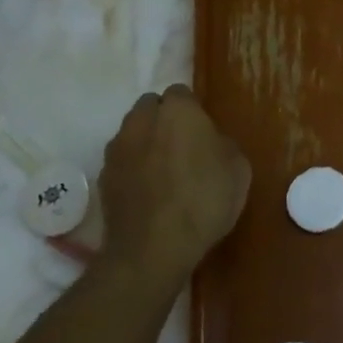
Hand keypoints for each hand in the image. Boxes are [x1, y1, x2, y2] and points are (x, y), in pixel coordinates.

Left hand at [98, 85, 250, 285]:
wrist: (153, 249)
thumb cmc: (204, 201)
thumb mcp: (239, 170)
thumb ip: (223, 145)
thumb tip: (211, 143)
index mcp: (178, 111)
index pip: (181, 93)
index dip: (193, 110)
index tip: (203, 132)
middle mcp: (142, 121)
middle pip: (151, 107)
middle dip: (164, 119)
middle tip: (183, 146)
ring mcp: (118, 148)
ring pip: (132, 132)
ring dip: (145, 142)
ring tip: (163, 171)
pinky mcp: (103, 177)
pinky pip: (122, 161)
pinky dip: (132, 168)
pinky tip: (148, 192)